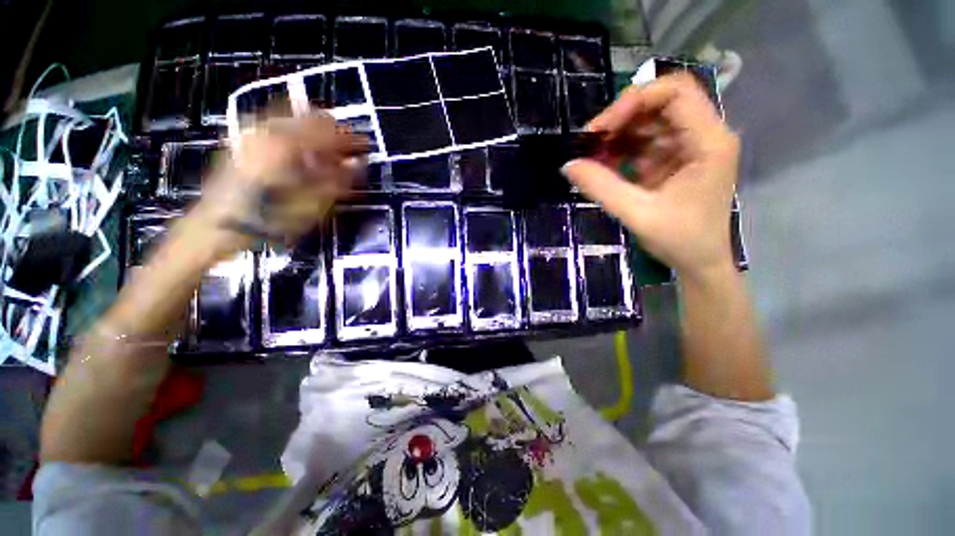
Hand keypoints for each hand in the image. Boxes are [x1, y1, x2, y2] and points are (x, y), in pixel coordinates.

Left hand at [185, 113, 368, 259]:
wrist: (219, 224)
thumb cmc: (270, 219)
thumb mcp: (312, 205)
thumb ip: (338, 180)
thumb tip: (358, 163)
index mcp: (289, 144)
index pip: (331, 130)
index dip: (352, 139)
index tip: (366, 148)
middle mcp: (271, 129)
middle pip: (313, 117)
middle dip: (336, 133)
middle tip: (349, 151)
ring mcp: (256, 131)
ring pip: (296, 119)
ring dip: (317, 133)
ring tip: (329, 154)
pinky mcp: (247, 139)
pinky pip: (280, 126)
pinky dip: (298, 135)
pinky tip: (303, 153)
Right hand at [561, 73, 739, 280]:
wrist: (699, 263)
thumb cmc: (680, 240)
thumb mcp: (638, 214)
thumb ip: (602, 188)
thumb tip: (567, 166)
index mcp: (709, 141)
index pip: (675, 92)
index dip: (635, 100)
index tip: (602, 128)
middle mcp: (703, 135)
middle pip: (660, 103)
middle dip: (621, 117)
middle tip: (590, 141)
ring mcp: (689, 147)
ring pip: (649, 122)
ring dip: (618, 134)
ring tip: (591, 154)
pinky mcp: (674, 160)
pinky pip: (645, 143)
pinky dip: (621, 150)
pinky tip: (603, 164)